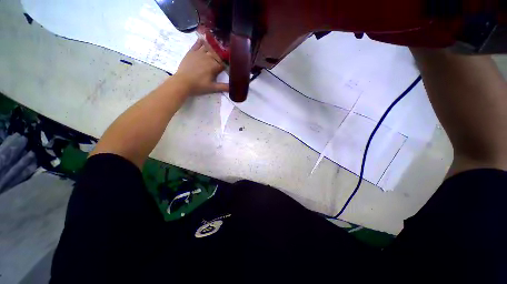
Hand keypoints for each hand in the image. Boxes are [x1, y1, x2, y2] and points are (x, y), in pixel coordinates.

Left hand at [174, 39, 228, 95]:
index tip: (227, 66)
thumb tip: (233, 88)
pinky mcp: (192, 51)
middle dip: (221, 56)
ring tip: (216, 47)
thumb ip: (224, 87)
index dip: (226, 65)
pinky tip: (205, 40)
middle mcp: (208, 57)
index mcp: (214, 66)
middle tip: (222, 58)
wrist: (183, 82)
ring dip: (213, 47)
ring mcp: (199, 53)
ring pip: (209, 47)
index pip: (223, 63)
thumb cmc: (199, 86)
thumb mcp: (213, 88)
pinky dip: (202, 41)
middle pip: (217, 54)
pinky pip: (198, 43)